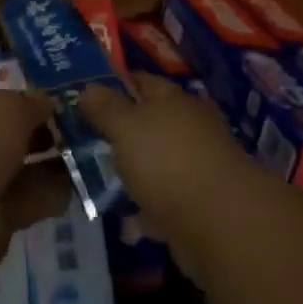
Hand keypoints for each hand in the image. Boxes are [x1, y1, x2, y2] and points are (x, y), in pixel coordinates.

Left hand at [0, 89, 72, 270]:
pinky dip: (50, 197)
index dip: (29, 104)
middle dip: (44, 137)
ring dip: (52, 167)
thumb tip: (48, 103)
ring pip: (21, 171)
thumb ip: (32, 104)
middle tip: (82, 134)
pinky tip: (79, 187)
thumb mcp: (11, 108)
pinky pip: (27, 202)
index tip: (62, 107)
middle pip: (11, 138)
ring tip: (90, 159)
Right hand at [79, 74, 259, 282]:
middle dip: (120, 131)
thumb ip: (105, 108)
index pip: (140, 81)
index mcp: (173, 100)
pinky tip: (126, 221)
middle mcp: (189, 127)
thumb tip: (88, 88)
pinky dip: (147, 210)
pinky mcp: (199, 204)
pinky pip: (164, 200)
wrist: (219, 222)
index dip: (113, 84)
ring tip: (99, 181)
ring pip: (156, 162)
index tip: (84, 95)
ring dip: (134, 171)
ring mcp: (197, 166)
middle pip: (149, 122)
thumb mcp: (126, 127)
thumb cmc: (167, 161)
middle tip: (83, 140)